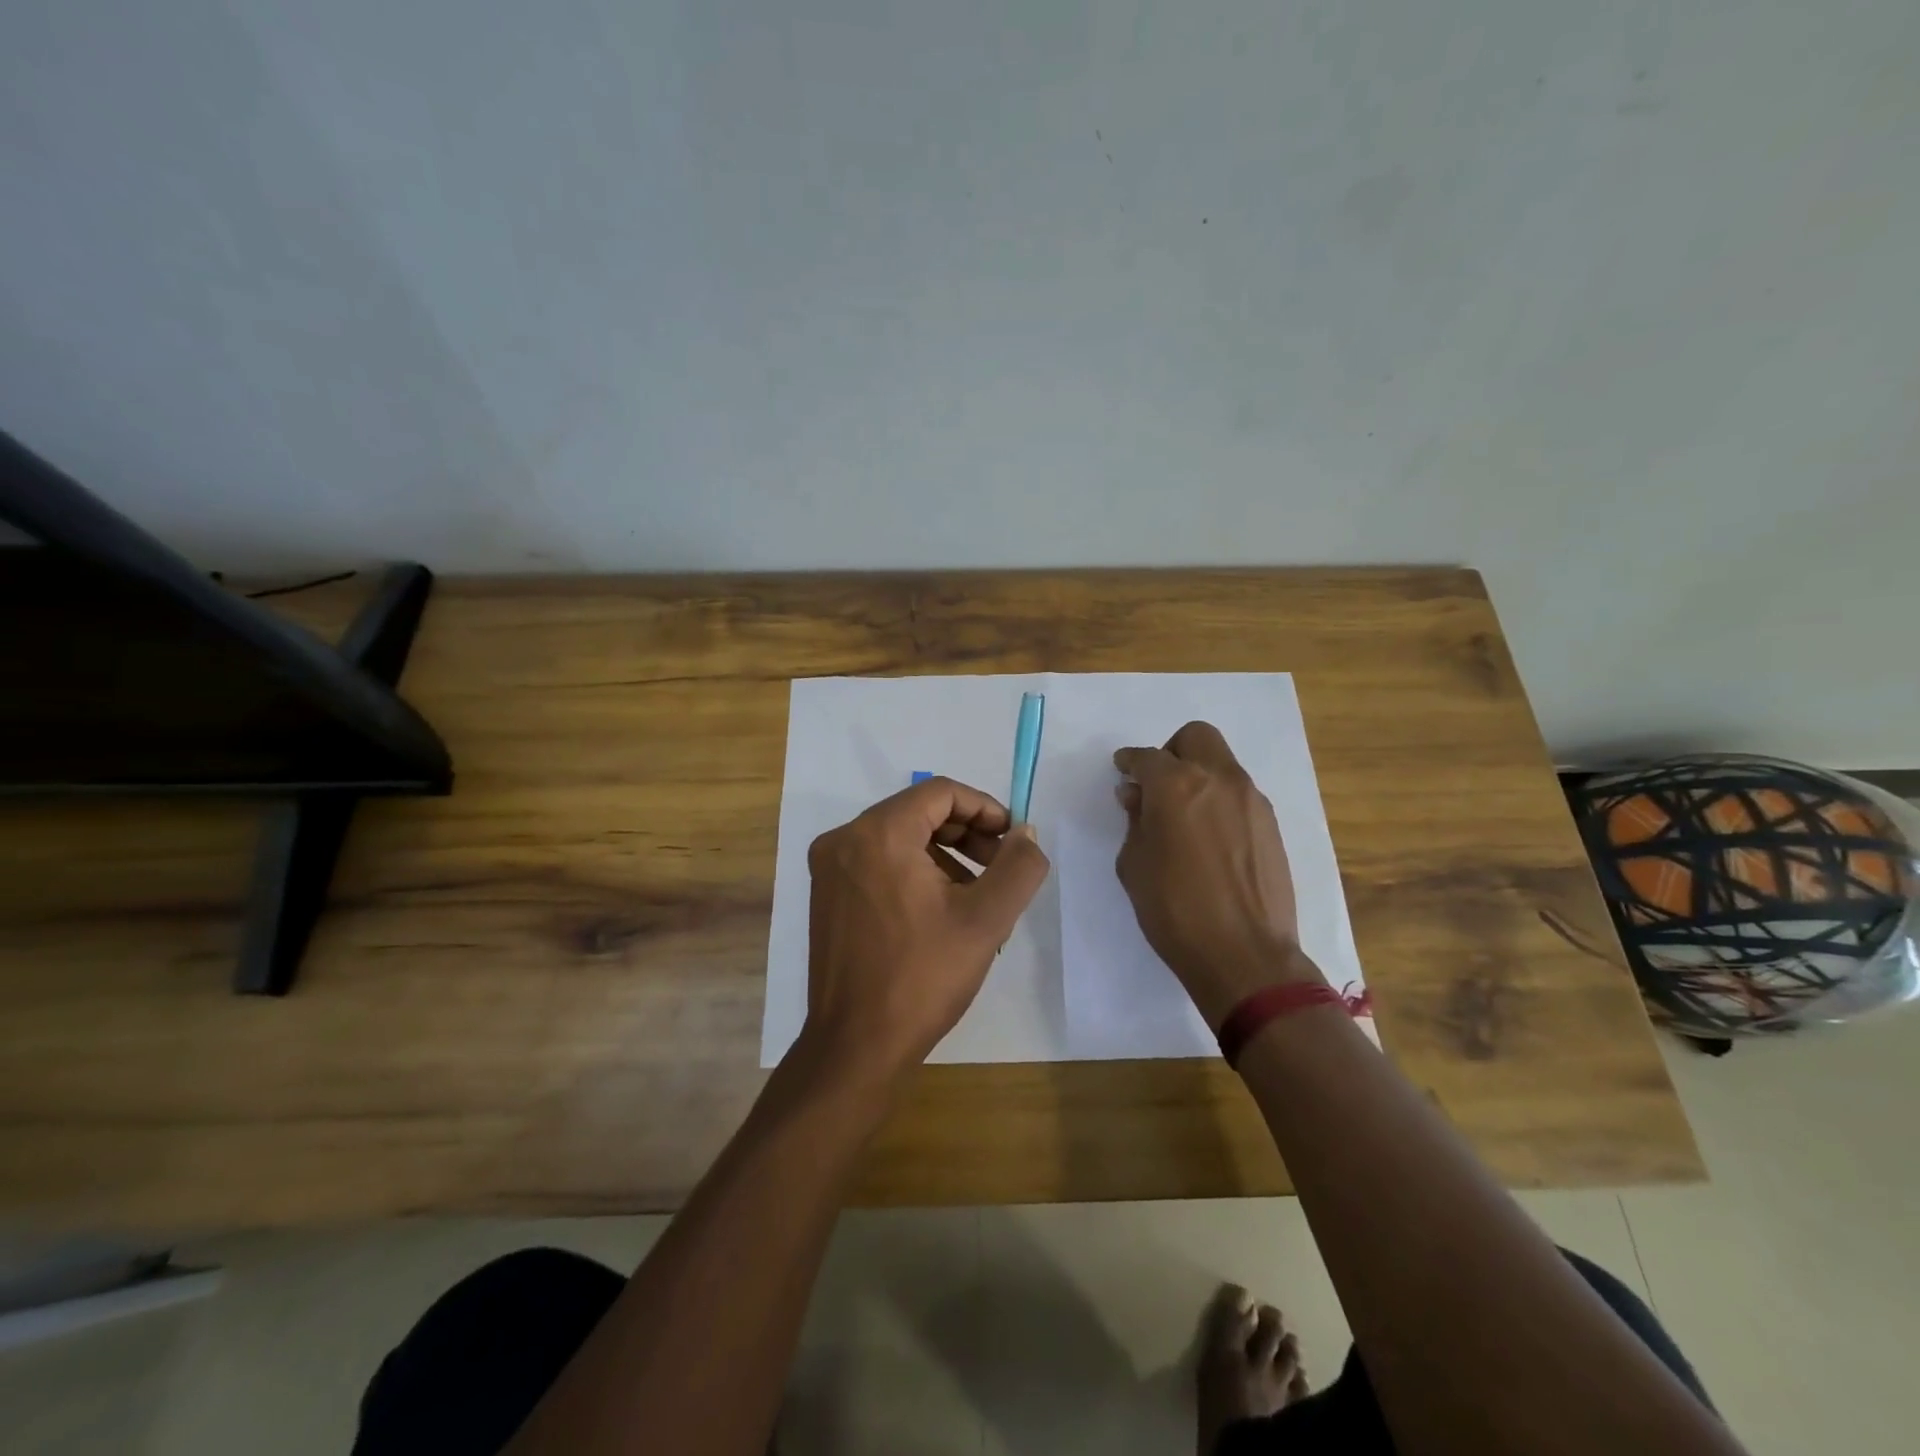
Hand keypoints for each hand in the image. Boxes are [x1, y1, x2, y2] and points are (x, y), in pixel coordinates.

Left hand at [801, 776, 1050, 1080]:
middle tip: (1000, 868)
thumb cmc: (922, 978)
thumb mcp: (985, 920)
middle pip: (919, 812)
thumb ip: (1018, 867)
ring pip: (899, 838)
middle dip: (967, 834)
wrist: (855, 1046)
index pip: (941, 792)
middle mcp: (845, 839)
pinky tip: (940, 912)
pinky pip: (878, 862)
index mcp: (879, 834)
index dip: (985, 808)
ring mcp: (829, 867)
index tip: (1013, 840)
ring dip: (944, 855)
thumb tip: (1026, 834)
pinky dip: (914, 871)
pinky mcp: (825, 894)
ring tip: (976, 898)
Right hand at [1113, 722, 1321, 1027]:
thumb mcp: (1134, 865)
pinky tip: (1211, 839)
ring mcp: (1251, 800)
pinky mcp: (1271, 824)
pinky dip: (1220, 800)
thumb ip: (1135, 821)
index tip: (1123, 772)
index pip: (1146, 757)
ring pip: (1222, 764)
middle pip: (1195, 737)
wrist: (1245, 955)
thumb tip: (1138, 797)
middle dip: (1172, 752)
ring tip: (1185, 817)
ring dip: (1199, 776)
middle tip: (1159, 785)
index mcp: (1176, 786)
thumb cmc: (1174, 910)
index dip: (1129, 762)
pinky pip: (1239, 794)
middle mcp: (1218, 780)